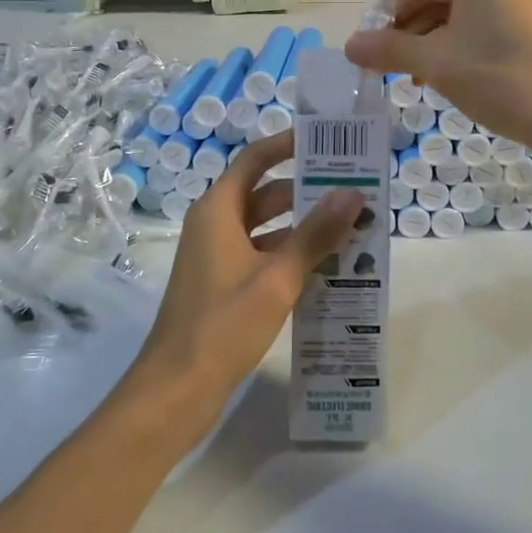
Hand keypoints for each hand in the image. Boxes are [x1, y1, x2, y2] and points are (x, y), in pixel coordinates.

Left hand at [131, 132, 362, 435]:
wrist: (176, 390)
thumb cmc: (223, 325)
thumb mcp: (276, 278)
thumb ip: (316, 235)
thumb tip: (353, 193)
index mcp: (218, 211)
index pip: (255, 160)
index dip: (288, 145)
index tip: (328, 142)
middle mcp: (216, 226)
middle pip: (266, 194)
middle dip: (308, 190)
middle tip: (355, 190)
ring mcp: (219, 257)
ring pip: (268, 229)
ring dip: (305, 228)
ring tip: (353, 228)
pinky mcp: (225, 286)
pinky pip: (264, 257)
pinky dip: (293, 257)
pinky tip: (330, 269)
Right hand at [343, 0, 531, 154]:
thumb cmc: (505, 79)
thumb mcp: (438, 64)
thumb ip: (389, 50)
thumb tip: (350, 46)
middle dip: (404, 9)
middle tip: (384, 51)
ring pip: (455, 1)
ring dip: (423, 30)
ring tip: (407, 72)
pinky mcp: (527, 24)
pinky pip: (477, 18)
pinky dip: (450, 38)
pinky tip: (436, 76)